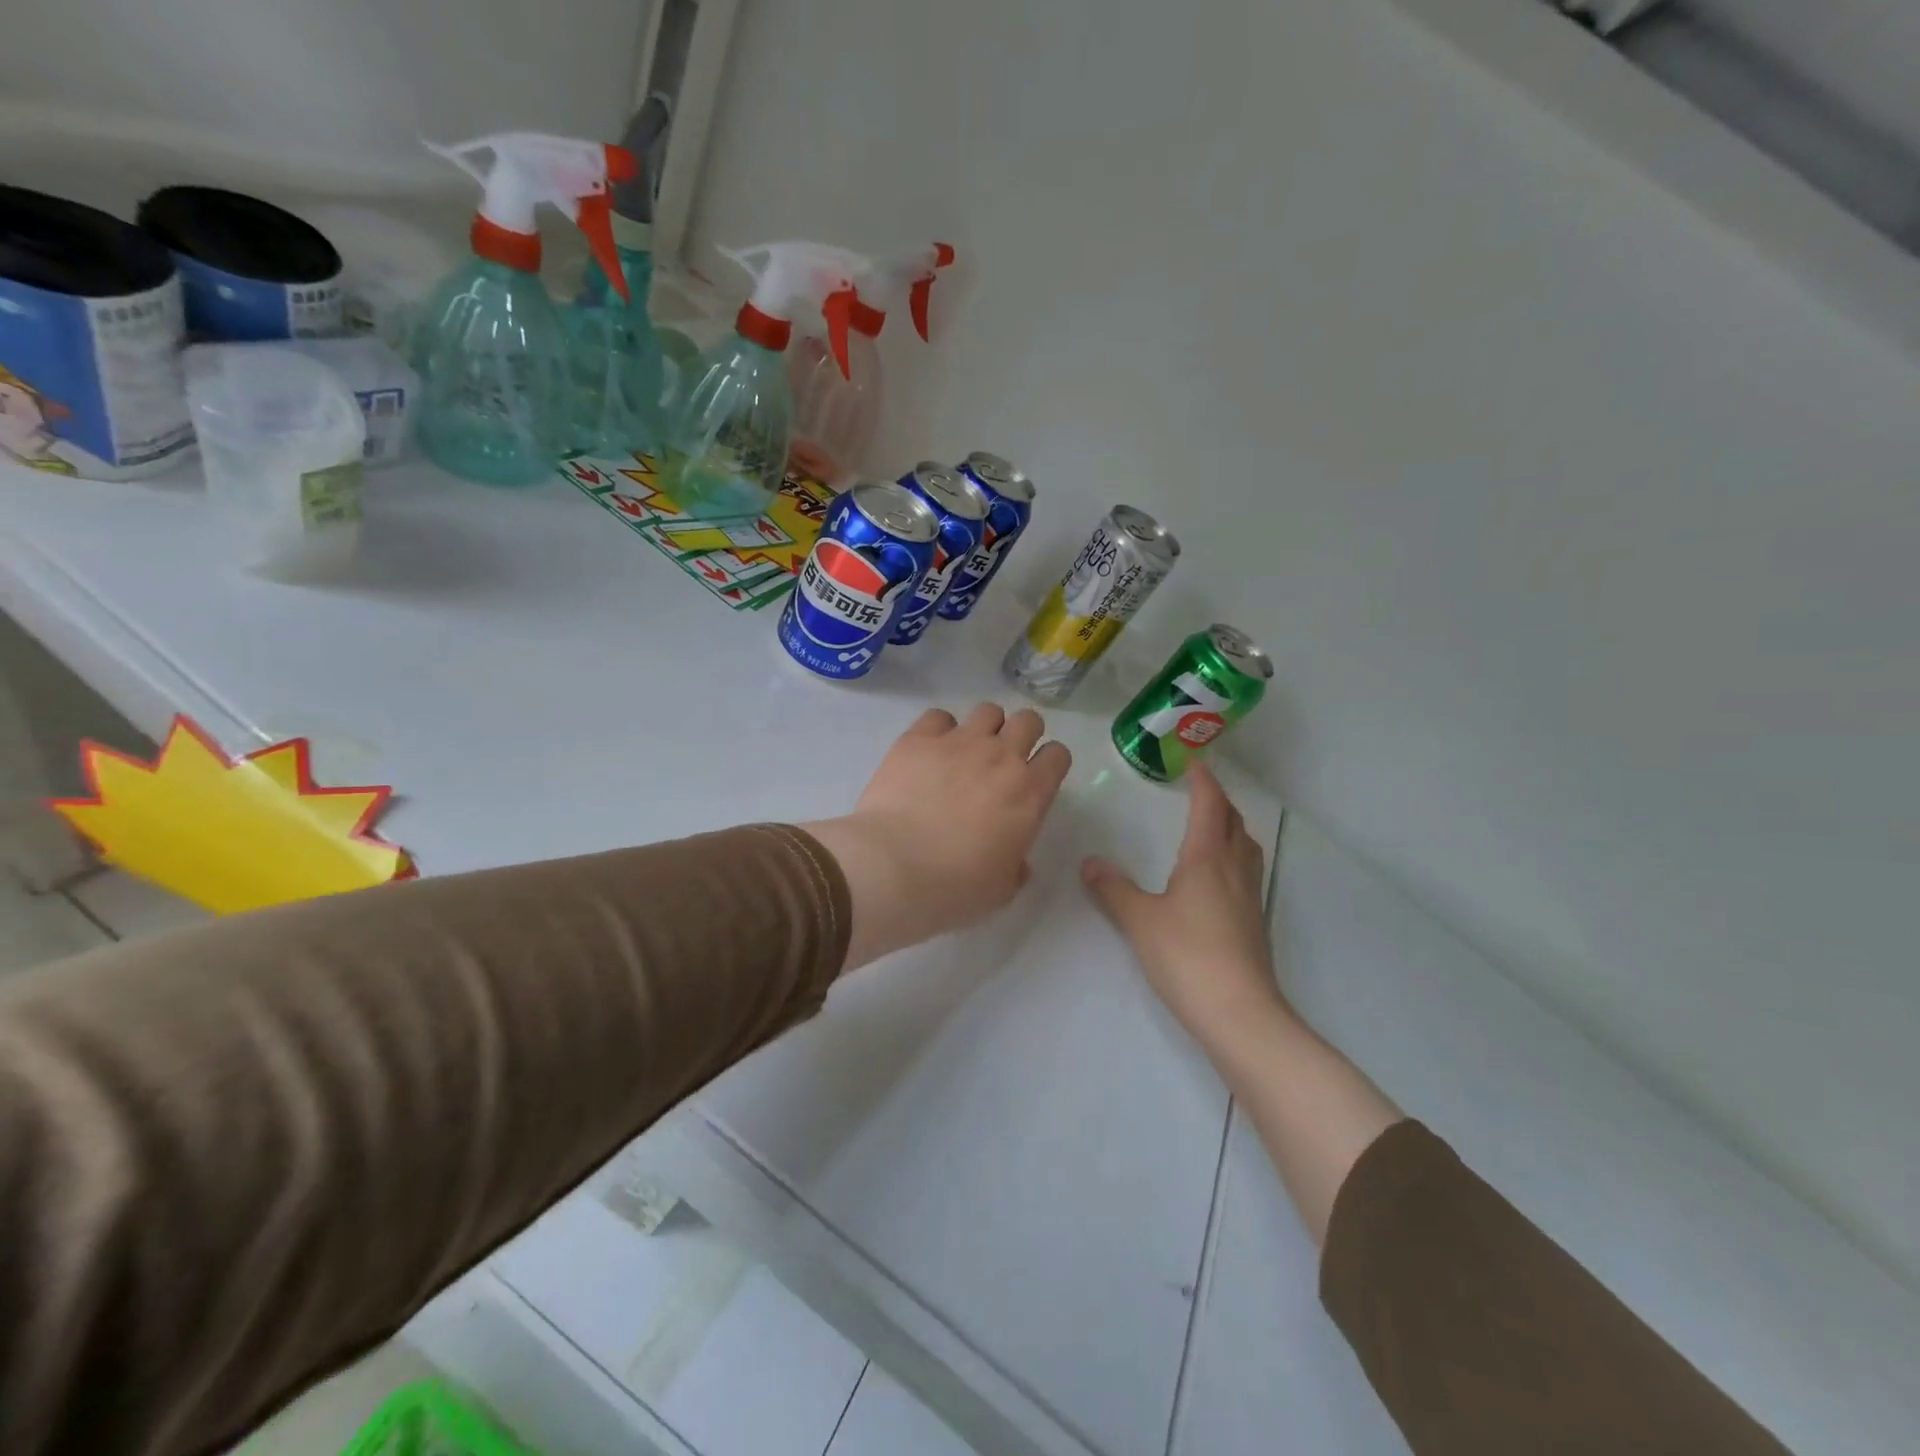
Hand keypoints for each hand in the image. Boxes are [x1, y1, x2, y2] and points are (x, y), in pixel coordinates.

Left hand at [804, 704, 1071, 968]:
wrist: (892, 867)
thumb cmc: (954, 887)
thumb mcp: (1001, 890)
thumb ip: (1016, 867)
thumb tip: (1016, 861)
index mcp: (1029, 793)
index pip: (1058, 755)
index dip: (1050, 763)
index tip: (1037, 777)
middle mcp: (1000, 757)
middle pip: (1028, 720)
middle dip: (1023, 734)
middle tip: (1005, 758)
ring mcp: (958, 742)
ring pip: (987, 711)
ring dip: (985, 728)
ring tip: (968, 750)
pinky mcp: (918, 739)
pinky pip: (938, 716)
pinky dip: (939, 729)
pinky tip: (930, 749)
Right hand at [1082, 761, 1288, 1050]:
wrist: (1239, 1012)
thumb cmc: (1187, 955)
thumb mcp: (1140, 920)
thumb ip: (1113, 888)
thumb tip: (1090, 862)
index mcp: (1208, 858)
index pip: (1210, 806)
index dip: (1204, 781)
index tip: (1194, 762)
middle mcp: (1234, 870)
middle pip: (1234, 822)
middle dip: (1219, 801)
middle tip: (1199, 792)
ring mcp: (1250, 897)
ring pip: (1246, 848)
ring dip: (1231, 828)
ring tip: (1211, 827)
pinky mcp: (1254, 923)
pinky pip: (1247, 872)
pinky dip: (1233, 857)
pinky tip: (1216, 877)